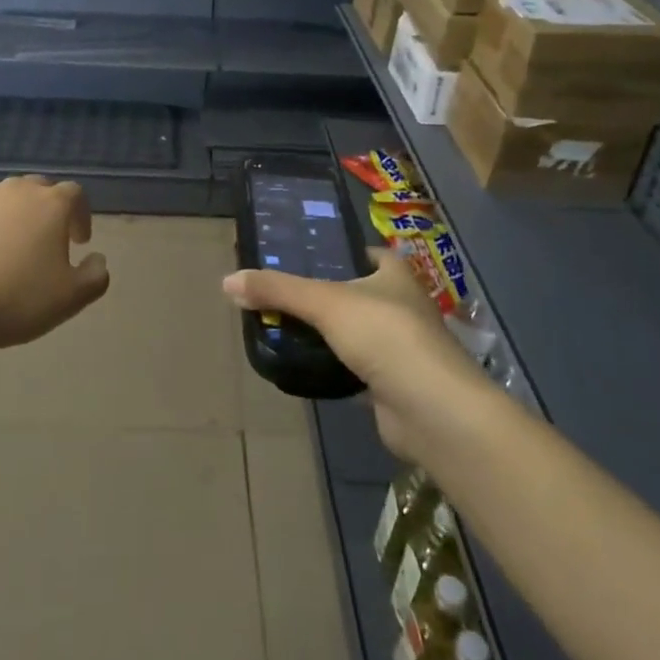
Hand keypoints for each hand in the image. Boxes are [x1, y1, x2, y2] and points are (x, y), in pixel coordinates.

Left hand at [0, 176, 108, 357]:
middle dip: (47, 209)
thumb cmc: (17, 299)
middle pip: (39, 189)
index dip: (81, 215)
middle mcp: (16, 191)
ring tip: (9, 248)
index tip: (79, 241)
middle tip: (47, 240)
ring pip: (4, 199)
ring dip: (13, 216)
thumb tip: (98, 259)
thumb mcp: (71, 298)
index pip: (75, 194)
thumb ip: (95, 276)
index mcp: (51, 204)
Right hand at [223, 251, 489, 462]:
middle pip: (348, 289)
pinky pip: (350, 364)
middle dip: (316, 292)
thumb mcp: (325, 303)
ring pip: (348, 328)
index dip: (327, 248)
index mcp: (392, 272)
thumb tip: (227, 281)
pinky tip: (299, 362)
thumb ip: (278, 290)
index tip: (289, 253)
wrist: (432, 411)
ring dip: (321, 330)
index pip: (356, 250)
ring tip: (277, 323)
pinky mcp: (389, 381)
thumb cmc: (385, 336)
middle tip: (273, 290)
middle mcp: (398, 302)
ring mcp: (396, 344)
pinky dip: (328, 363)